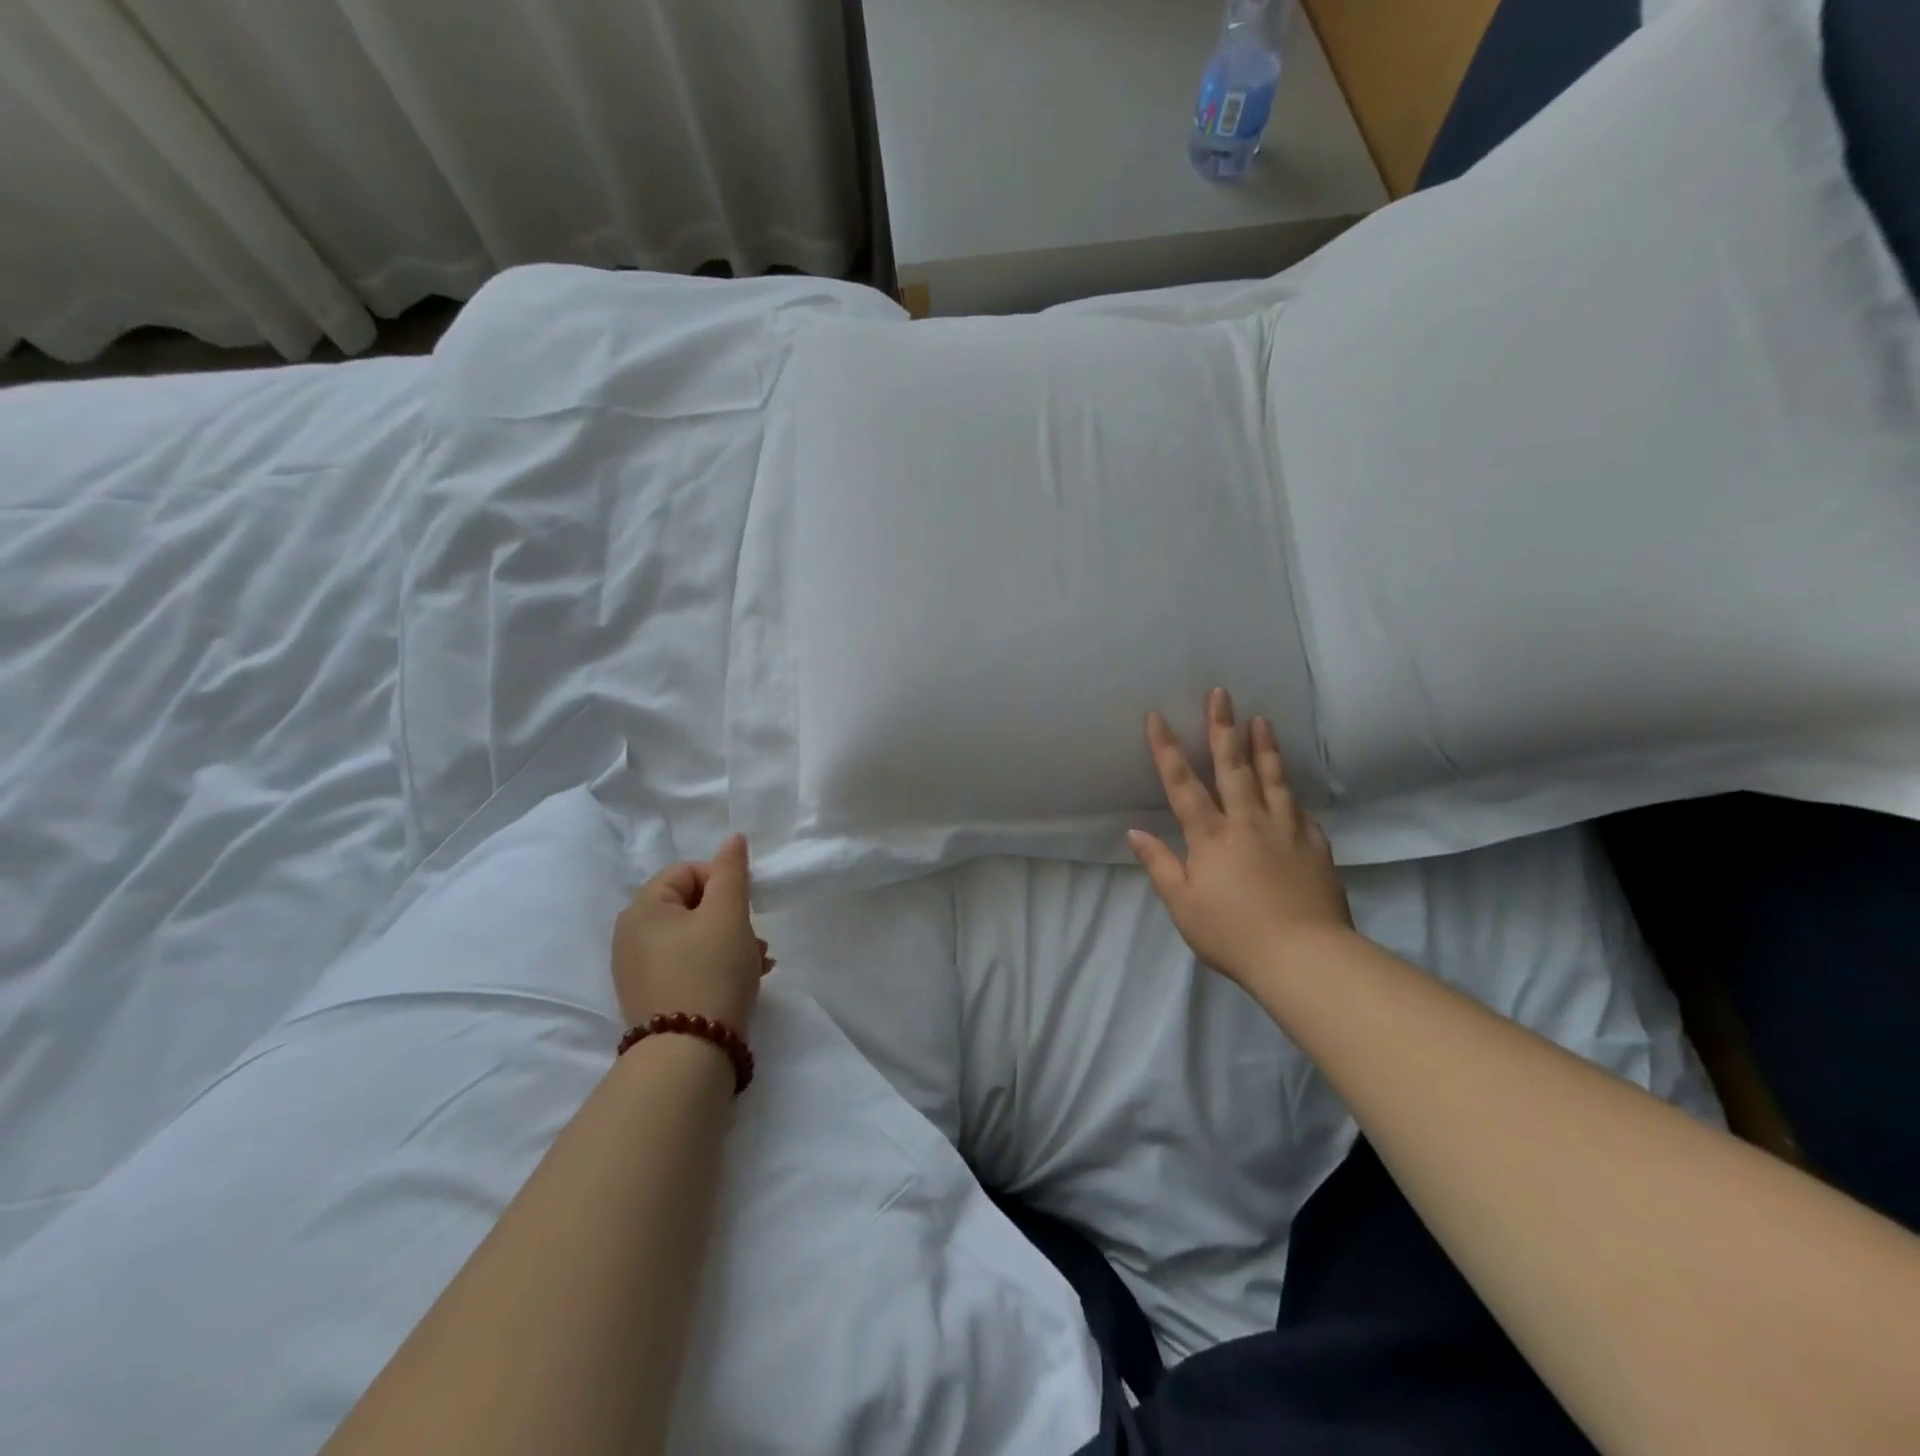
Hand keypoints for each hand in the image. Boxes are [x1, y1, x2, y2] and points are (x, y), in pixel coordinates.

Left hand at [612, 834, 771, 1032]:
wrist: (688, 1056)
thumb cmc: (710, 971)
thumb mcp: (728, 914)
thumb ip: (732, 872)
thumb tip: (733, 839)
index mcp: (642, 908)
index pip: (688, 871)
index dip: (723, 881)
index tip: (747, 907)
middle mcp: (631, 936)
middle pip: (692, 905)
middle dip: (731, 916)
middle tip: (757, 938)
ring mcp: (639, 970)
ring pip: (695, 937)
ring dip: (731, 941)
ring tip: (760, 962)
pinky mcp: (653, 997)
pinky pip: (689, 965)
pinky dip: (717, 965)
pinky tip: (745, 980)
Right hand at [1129, 688, 1354, 989]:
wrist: (1304, 957)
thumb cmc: (1232, 933)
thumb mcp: (1182, 904)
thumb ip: (1160, 864)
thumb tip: (1134, 832)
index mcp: (1210, 836)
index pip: (1182, 784)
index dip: (1167, 749)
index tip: (1158, 716)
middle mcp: (1247, 822)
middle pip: (1232, 767)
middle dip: (1222, 728)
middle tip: (1220, 694)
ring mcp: (1285, 830)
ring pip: (1272, 779)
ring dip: (1264, 747)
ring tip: (1261, 720)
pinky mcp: (1314, 845)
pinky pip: (1300, 810)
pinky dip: (1291, 792)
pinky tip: (1289, 785)